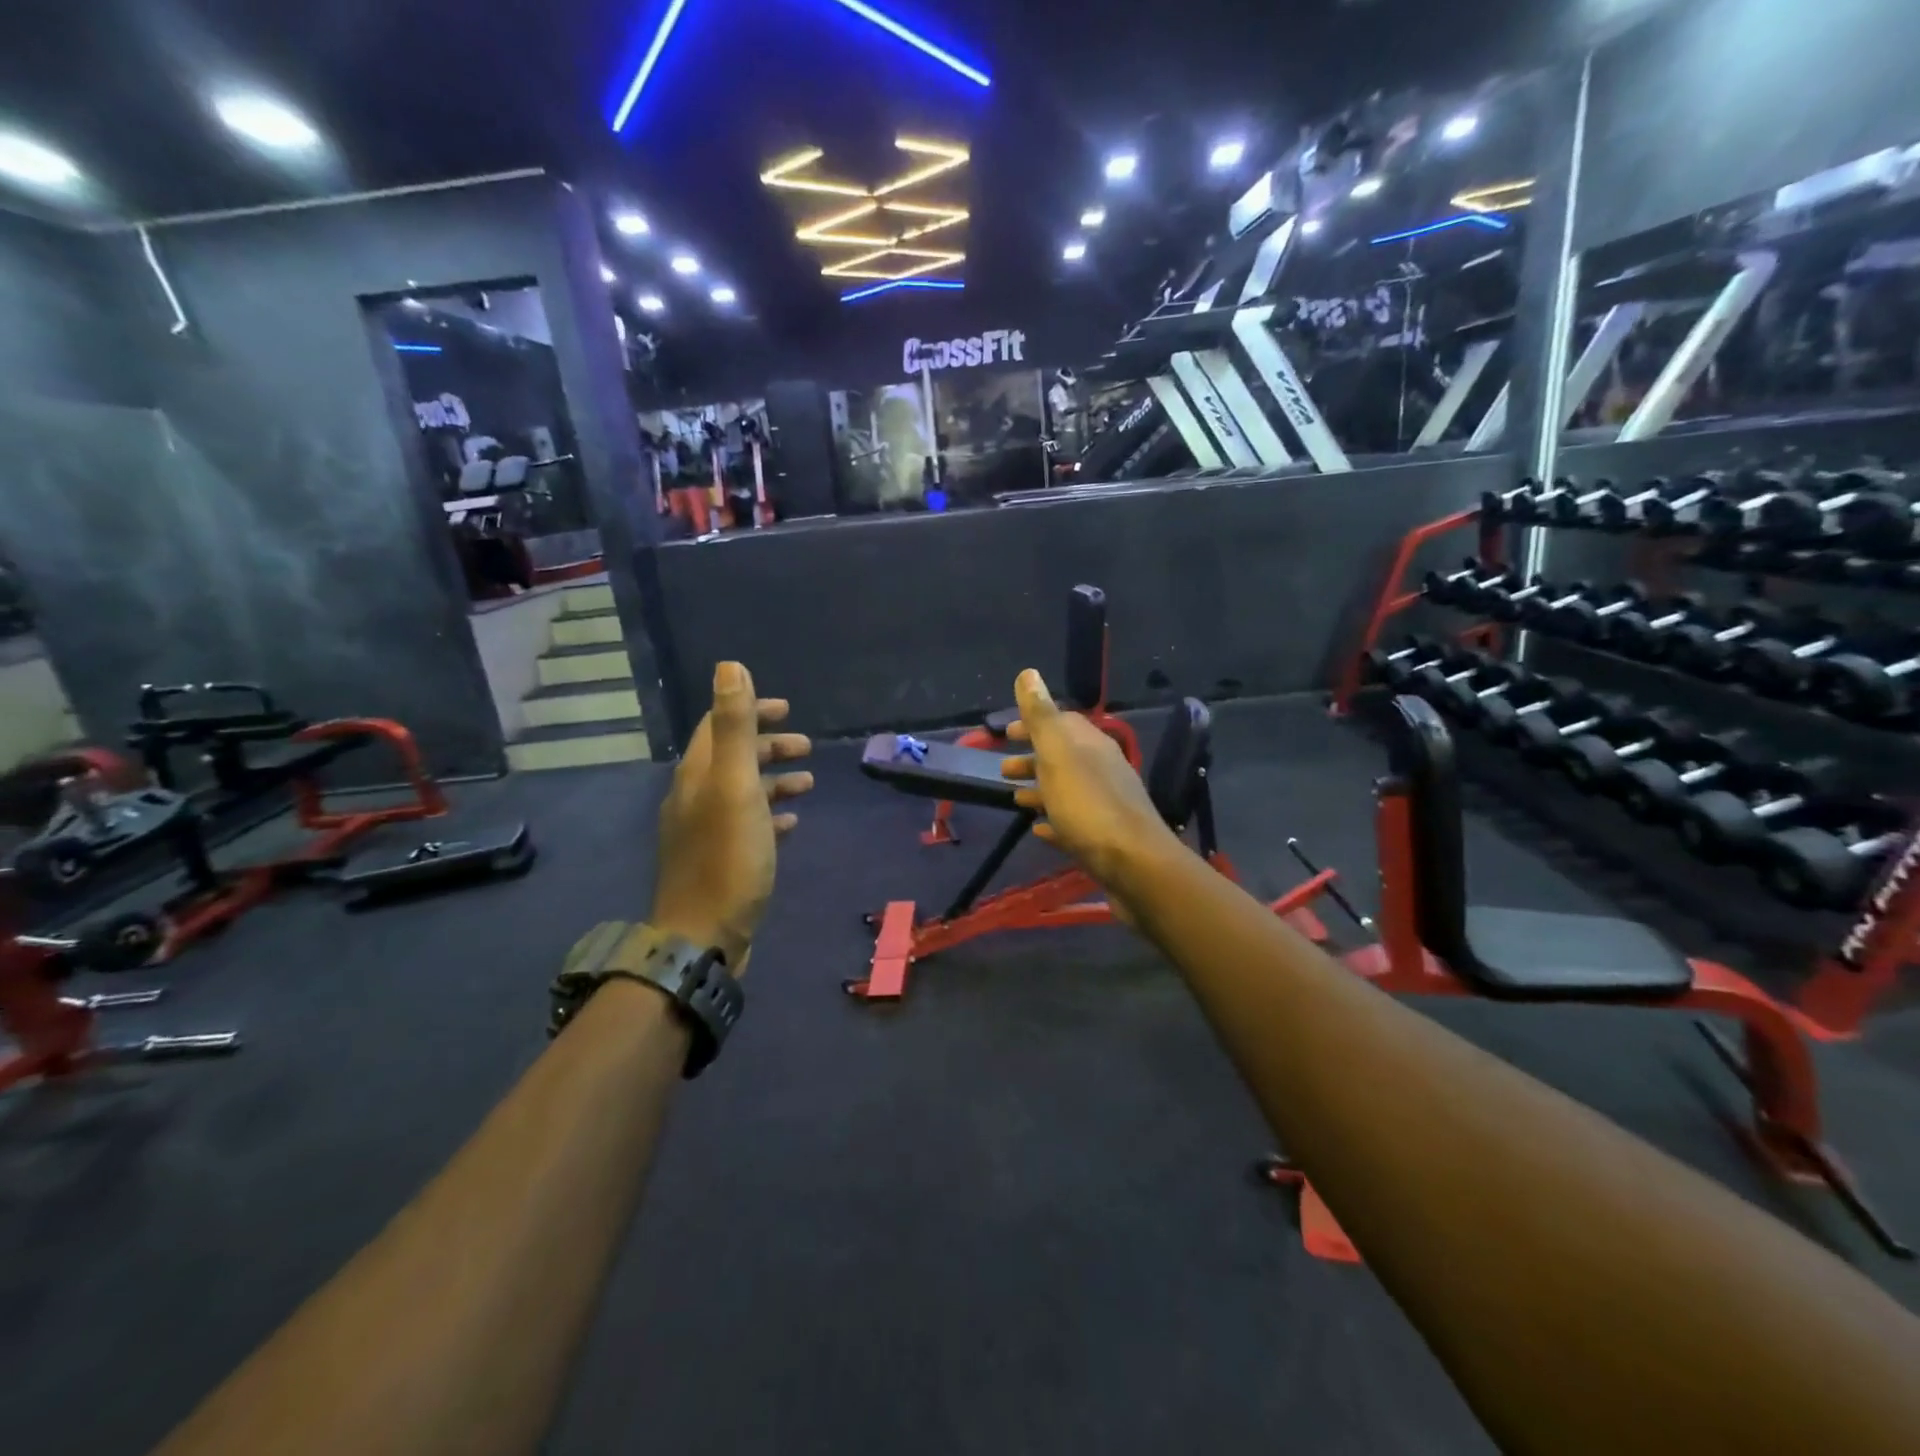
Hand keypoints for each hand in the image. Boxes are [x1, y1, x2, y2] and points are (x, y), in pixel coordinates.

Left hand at [649, 662, 812, 969]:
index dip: (750, 710)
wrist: (704, 936)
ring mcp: (705, 831)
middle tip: (806, 747)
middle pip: (732, 758)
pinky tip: (791, 822)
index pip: (719, 726)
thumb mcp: (735, 787)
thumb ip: (735, 727)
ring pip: (742, 791)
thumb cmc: (727, 858)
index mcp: (697, 775)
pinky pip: (747, 824)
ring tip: (808, 782)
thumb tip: (729, 666)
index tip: (787, 709)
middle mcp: (695, 797)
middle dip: (768, 746)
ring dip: (774, 779)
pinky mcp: (719, 859)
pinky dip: (770, 814)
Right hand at [999, 669, 1178, 891]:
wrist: (1133, 864)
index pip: (1060, 722)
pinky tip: (1039, 830)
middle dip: (1032, 759)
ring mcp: (1105, 804)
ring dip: (1040, 789)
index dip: (1032, 723)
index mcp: (1090, 745)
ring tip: (1014, 799)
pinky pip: (1074, 823)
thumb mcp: (1058, 754)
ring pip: (1067, 789)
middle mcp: (1102, 769)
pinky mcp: (1105, 837)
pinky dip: (1054, 820)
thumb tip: (1028, 672)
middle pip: (1062, 757)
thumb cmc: (1088, 805)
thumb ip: (1041, 715)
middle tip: (1002, 769)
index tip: (1005, 733)